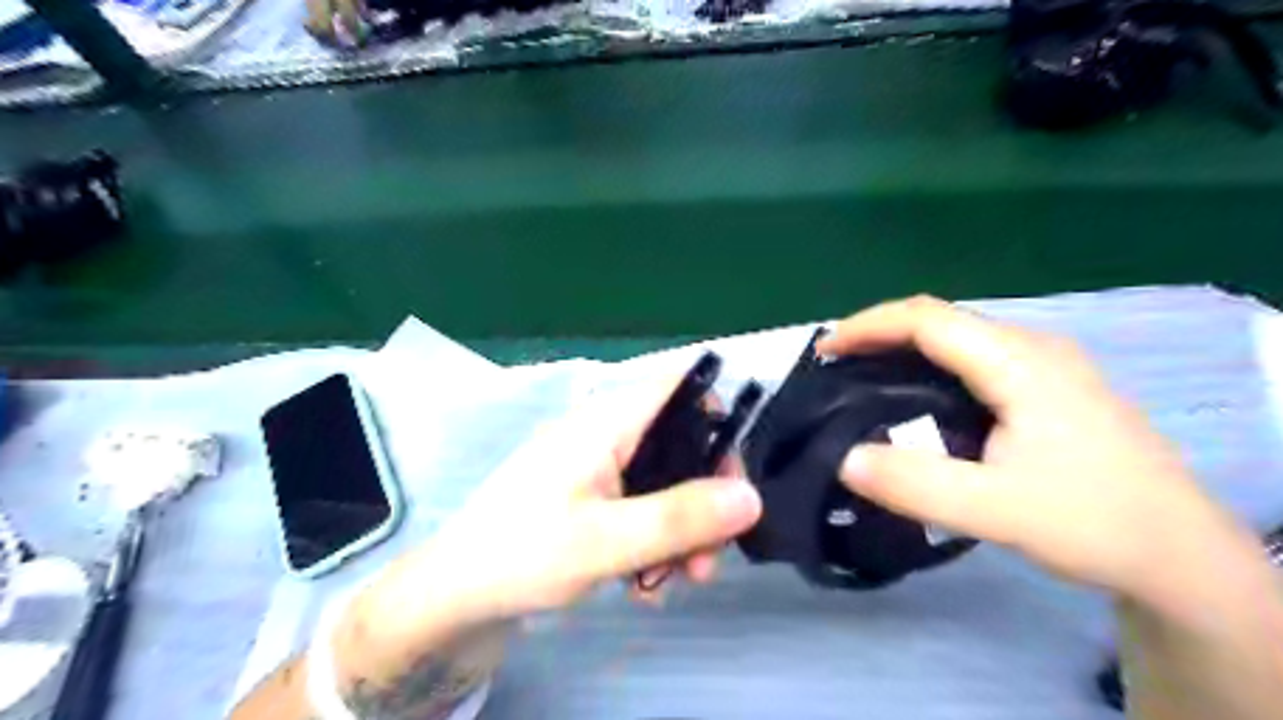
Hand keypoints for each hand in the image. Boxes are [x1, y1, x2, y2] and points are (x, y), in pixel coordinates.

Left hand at [380, 383, 757, 622]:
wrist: (454, 594)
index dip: (718, 414)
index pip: (679, 385)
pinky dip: (650, 540)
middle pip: (679, 445)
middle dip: (703, 499)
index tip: (732, 476)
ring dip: (679, 531)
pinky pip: (637, 506)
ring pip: (662, 483)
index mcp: (608, 422)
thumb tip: (752, 496)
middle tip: (708, 556)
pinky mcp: (588, 497)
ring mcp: (595, 467)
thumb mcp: (608, 541)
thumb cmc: (524, 553)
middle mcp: (605, 434)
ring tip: (675, 582)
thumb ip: (680, 517)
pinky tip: (642, 585)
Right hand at [821, 296, 1230, 598]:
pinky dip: (929, 366)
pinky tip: (916, 396)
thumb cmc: (1093, 523)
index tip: (824, 351)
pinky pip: (973, 358)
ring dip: (903, 348)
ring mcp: (1045, 364)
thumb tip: (843, 459)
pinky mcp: (1048, 386)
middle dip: (879, 334)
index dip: (868, 326)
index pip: (927, 319)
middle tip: (834, 367)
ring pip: (957, 338)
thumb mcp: (998, 511)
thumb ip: (916, 485)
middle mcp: (1032, 347)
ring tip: (862, 377)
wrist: (1180, 555)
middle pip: (940, 320)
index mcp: (1020, 362)